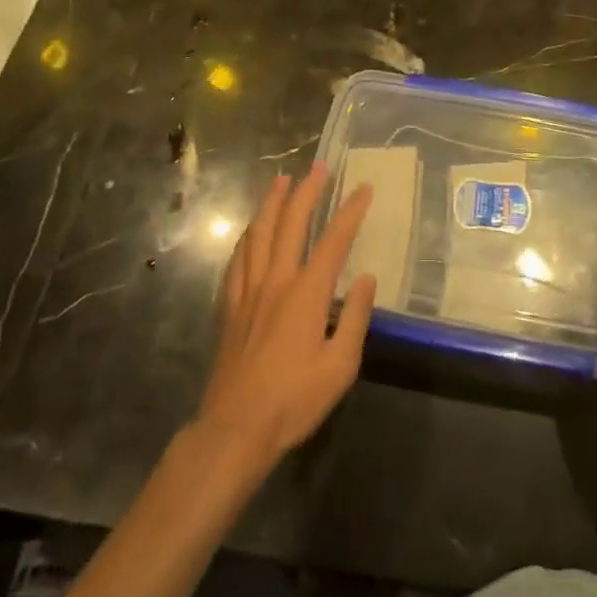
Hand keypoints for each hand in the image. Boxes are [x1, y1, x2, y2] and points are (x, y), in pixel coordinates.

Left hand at [196, 165, 376, 476]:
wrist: (235, 429)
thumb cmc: (294, 401)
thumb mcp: (340, 367)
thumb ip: (355, 317)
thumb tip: (366, 277)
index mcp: (307, 293)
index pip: (333, 240)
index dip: (350, 211)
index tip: (363, 188)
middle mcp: (276, 280)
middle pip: (291, 223)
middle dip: (307, 191)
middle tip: (318, 167)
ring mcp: (248, 290)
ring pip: (259, 232)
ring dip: (272, 202)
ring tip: (281, 180)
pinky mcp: (230, 305)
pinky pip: (238, 258)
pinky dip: (248, 235)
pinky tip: (251, 230)